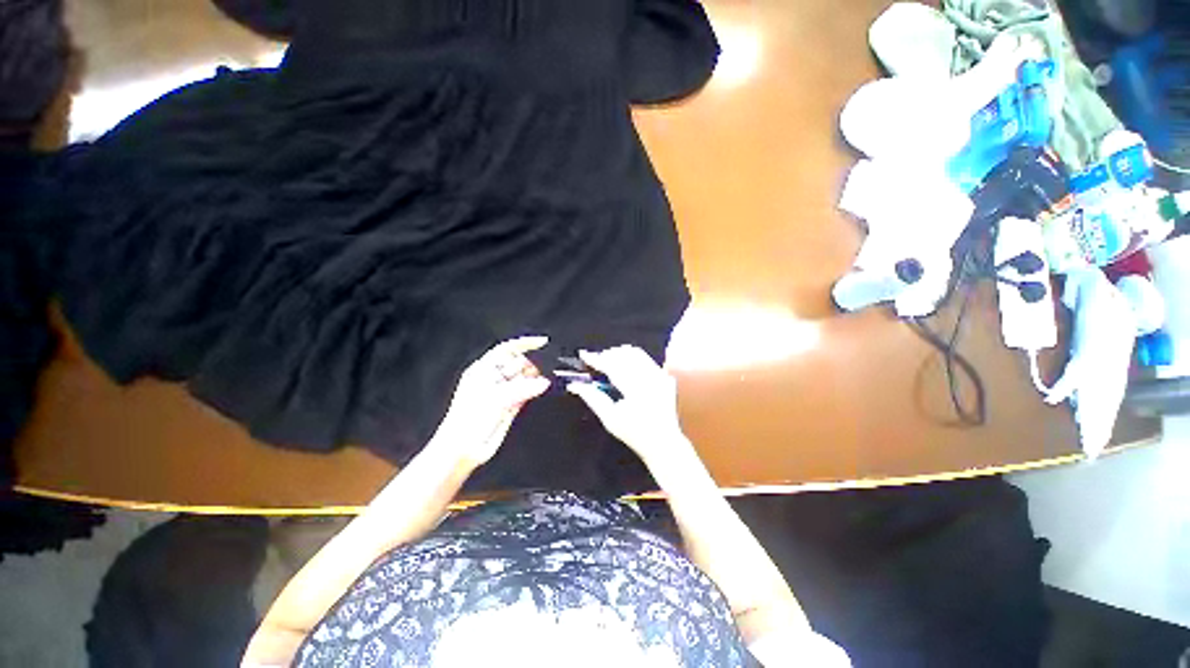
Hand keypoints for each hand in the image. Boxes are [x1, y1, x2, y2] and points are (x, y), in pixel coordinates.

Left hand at [431, 336, 550, 469]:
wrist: (462, 450)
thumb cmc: (466, 421)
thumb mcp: (495, 398)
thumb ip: (522, 388)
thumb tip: (543, 382)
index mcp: (484, 369)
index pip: (507, 349)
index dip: (524, 343)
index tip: (543, 342)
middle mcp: (494, 378)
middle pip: (519, 363)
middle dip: (534, 362)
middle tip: (548, 366)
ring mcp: (504, 392)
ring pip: (525, 378)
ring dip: (537, 377)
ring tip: (547, 379)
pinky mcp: (512, 406)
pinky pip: (528, 393)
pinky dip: (536, 390)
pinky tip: (543, 389)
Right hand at [566, 346, 691, 466]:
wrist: (663, 442)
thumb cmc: (634, 434)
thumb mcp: (609, 419)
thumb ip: (592, 398)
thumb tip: (574, 385)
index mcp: (636, 390)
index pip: (613, 366)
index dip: (596, 359)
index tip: (584, 355)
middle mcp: (650, 379)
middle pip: (625, 355)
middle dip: (607, 354)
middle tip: (595, 361)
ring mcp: (660, 376)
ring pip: (636, 353)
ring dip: (620, 354)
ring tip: (608, 361)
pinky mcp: (665, 376)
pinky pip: (646, 359)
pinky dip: (633, 358)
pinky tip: (625, 366)